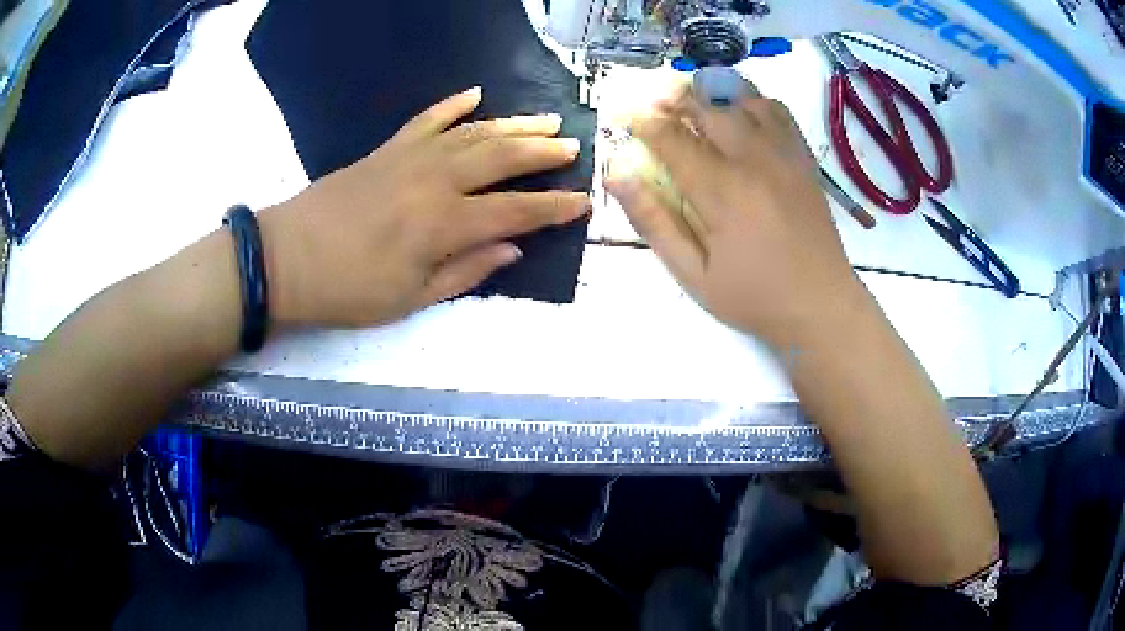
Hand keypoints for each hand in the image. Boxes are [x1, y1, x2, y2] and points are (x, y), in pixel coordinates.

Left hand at [261, 87, 588, 327]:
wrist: (286, 259)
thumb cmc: (347, 290)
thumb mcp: (411, 299)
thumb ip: (466, 271)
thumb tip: (512, 249)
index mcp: (442, 224)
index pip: (514, 211)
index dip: (552, 208)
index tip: (582, 202)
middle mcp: (434, 181)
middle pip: (501, 158)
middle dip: (542, 153)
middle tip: (573, 148)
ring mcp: (409, 158)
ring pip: (473, 132)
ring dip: (513, 124)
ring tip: (546, 120)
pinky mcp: (386, 149)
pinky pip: (426, 119)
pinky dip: (452, 105)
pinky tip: (475, 93)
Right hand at [606, 86, 863, 348]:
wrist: (822, 305)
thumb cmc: (755, 298)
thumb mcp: (693, 275)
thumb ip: (654, 222)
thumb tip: (617, 175)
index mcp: (721, 190)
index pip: (672, 138)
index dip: (643, 124)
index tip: (625, 119)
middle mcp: (753, 160)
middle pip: (707, 108)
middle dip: (675, 100)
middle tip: (655, 105)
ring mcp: (784, 155)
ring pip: (744, 100)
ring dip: (713, 95)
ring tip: (696, 103)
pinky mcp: (804, 160)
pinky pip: (779, 112)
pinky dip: (754, 102)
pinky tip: (742, 113)